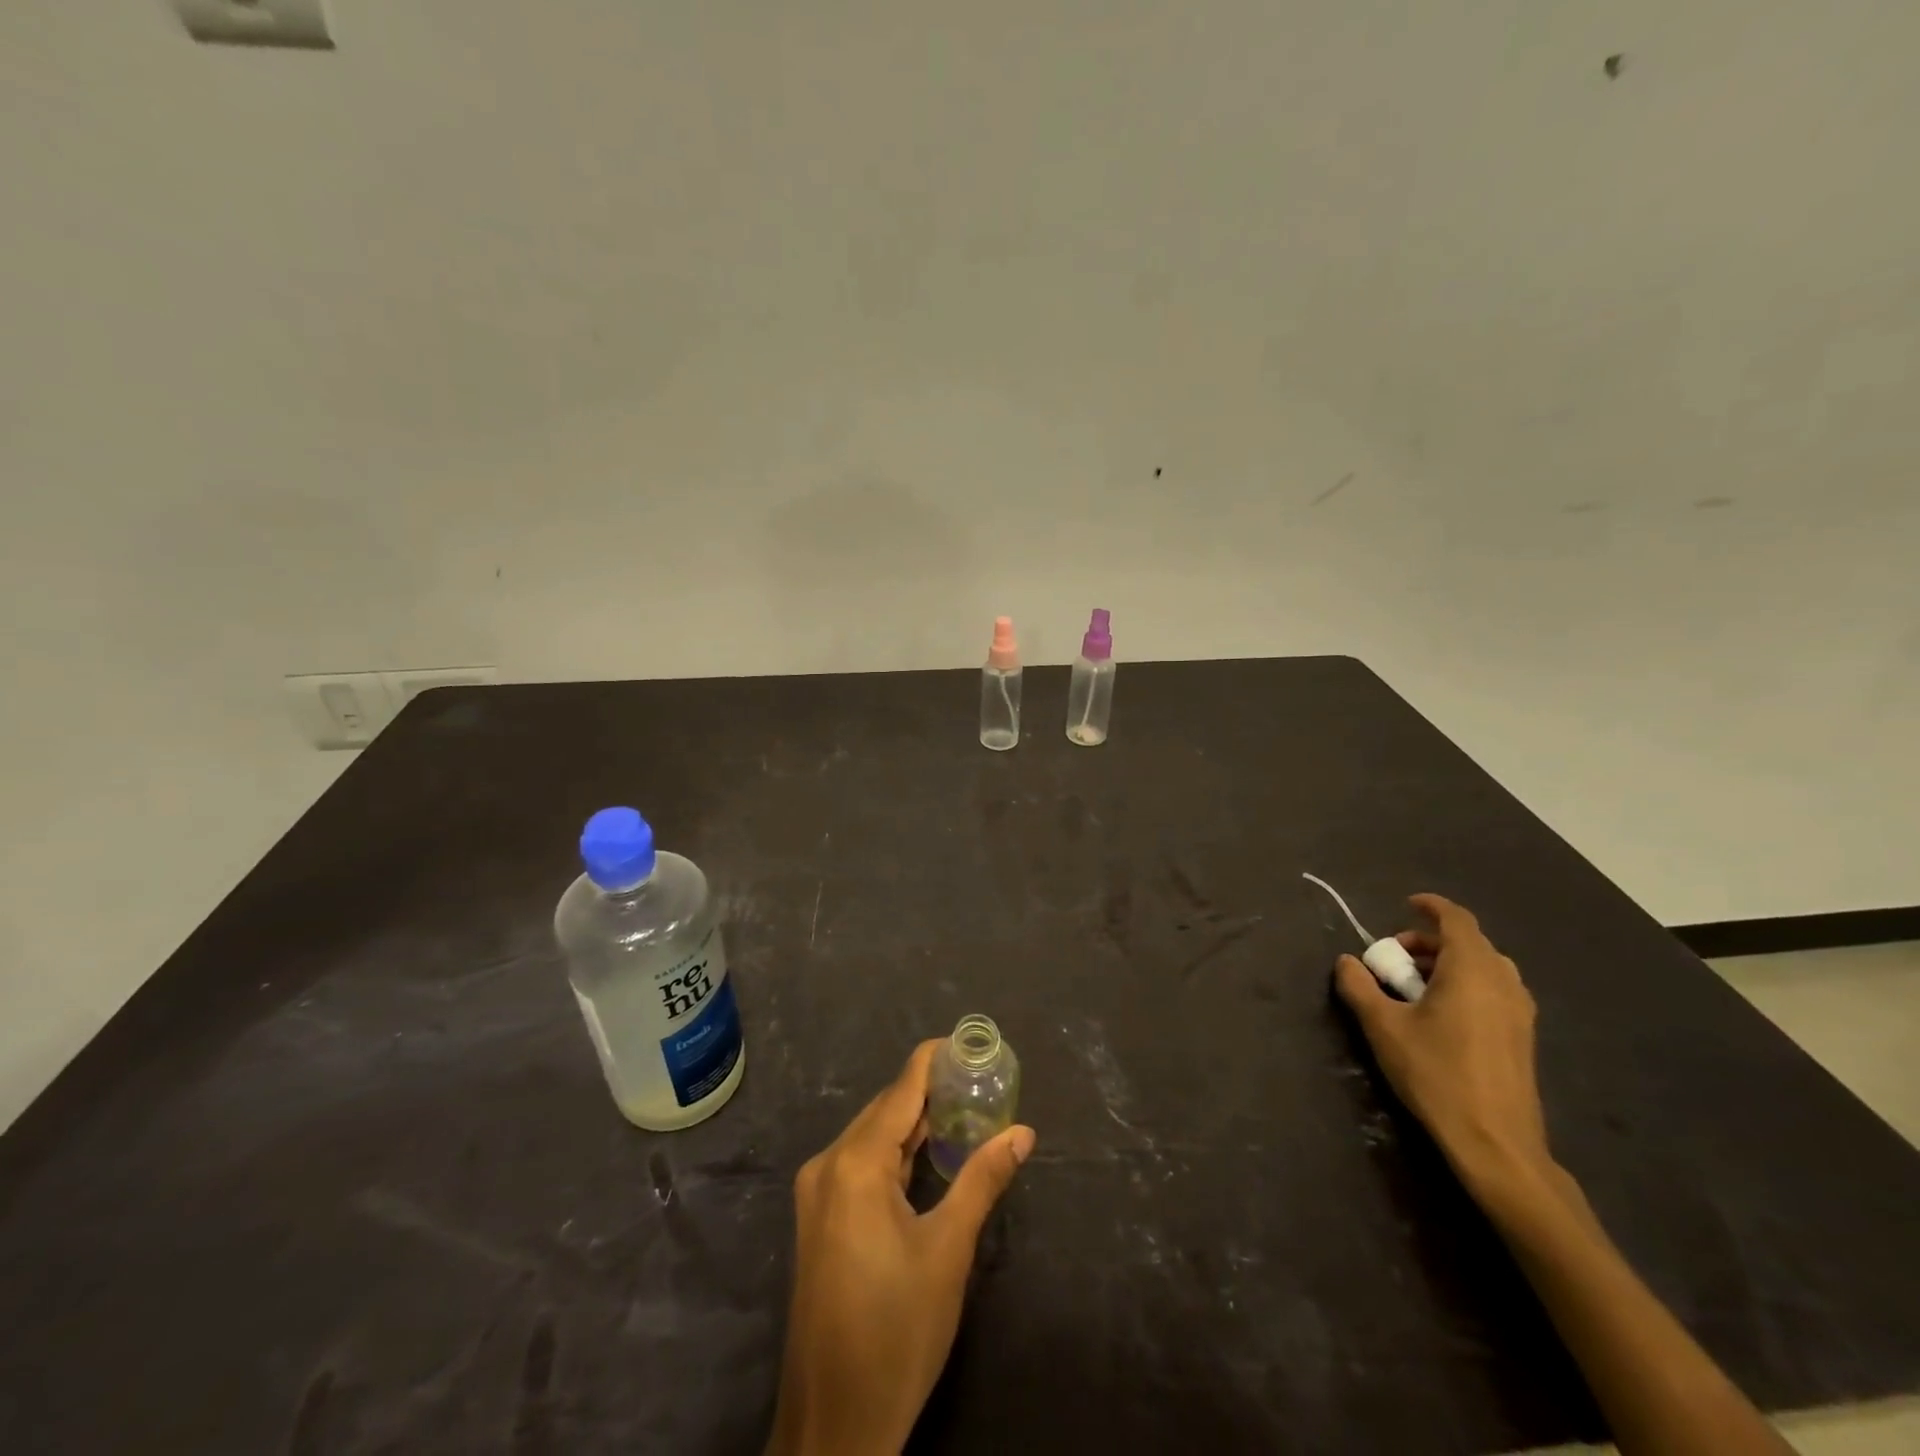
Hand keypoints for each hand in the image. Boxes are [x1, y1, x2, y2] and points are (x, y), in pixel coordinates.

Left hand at [766, 1040, 1036, 1455]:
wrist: (834, 1424)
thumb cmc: (897, 1330)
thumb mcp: (948, 1250)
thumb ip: (983, 1179)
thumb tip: (1023, 1132)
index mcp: (855, 1163)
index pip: (901, 1090)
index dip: (933, 1060)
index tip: (968, 1044)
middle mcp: (828, 1165)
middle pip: (886, 1110)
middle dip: (930, 1092)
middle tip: (978, 1080)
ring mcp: (818, 1193)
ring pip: (873, 1138)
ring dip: (914, 1124)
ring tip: (963, 1108)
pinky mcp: (820, 1218)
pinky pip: (861, 1164)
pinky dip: (896, 1153)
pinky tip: (928, 1154)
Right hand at [1334, 894, 1549, 1188]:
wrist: (1495, 1143)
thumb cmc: (1436, 1074)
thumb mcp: (1383, 1026)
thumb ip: (1359, 986)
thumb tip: (1347, 962)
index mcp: (1471, 970)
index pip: (1456, 919)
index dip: (1431, 907)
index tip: (1406, 905)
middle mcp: (1503, 982)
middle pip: (1468, 942)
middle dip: (1429, 941)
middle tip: (1395, 958)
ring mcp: (1519, 1010)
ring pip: (1483, 967)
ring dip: (1447, 964)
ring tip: (1414, 986)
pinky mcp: (1523, 1036)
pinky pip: (1493, 990)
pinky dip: (1465, 984)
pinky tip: (1440, 1014)